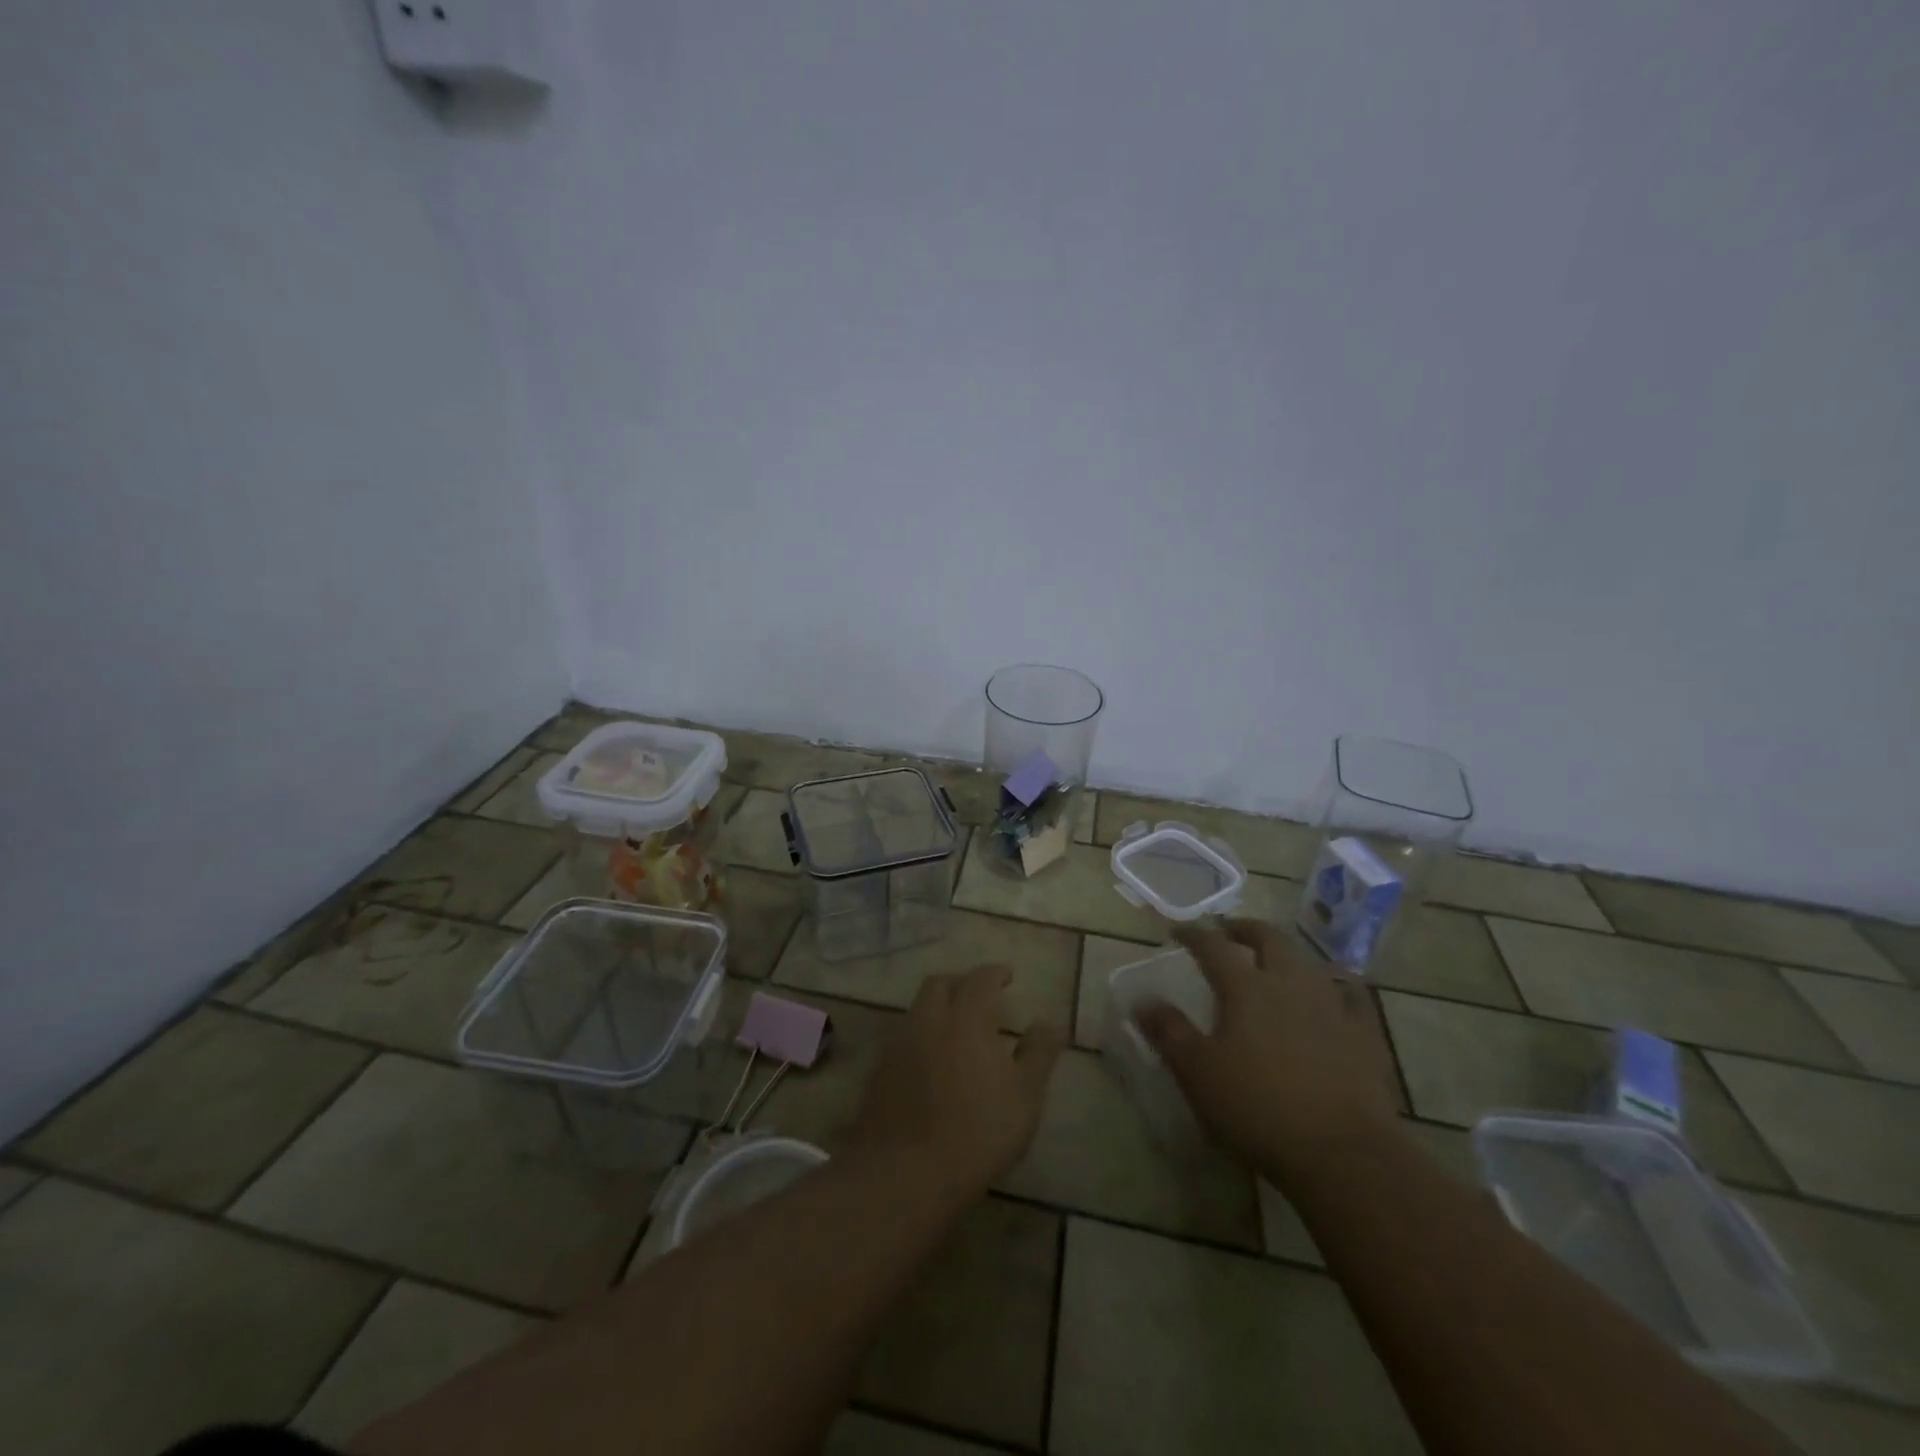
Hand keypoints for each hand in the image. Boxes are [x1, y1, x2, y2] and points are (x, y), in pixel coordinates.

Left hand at [845, 964, 1063, 1203]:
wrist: (904, 1175)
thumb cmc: (977, 1133)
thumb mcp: (1024, 1097)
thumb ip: (1039, 1054)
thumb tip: (1050, 1022)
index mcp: (966, 1017)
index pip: (980, 979)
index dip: (995, 973)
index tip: (1008, 975)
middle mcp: (928, 1020)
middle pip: (940, 984)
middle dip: (962, 982)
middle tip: (980, 996)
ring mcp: (898, 1044)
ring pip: (918, 1008)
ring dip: (938, 1007)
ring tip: (956, 1027)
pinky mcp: (879, 1070)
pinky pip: (903, 1037)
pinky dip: (921, 1035)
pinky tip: (931, 1060)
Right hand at [1135, 919, 1397, 1184]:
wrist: (1343, 1153)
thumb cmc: (1258, 1108)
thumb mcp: (1198, 1073)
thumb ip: (1169, 1032)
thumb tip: (1142, 1001)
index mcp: (1245, 988)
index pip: (1213, 947)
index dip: (1193, 935)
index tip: (1178, 932)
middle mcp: (1289, 984)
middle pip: (1268, 940)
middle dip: (1246, 930)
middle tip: (1230, 932)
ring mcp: (1332, 1007)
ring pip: (1308, 963)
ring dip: (1287, 955)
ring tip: (1276, 962)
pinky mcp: (1364, 1036)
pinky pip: (1352, 998)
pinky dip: (1339, 988)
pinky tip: (1337, 994)